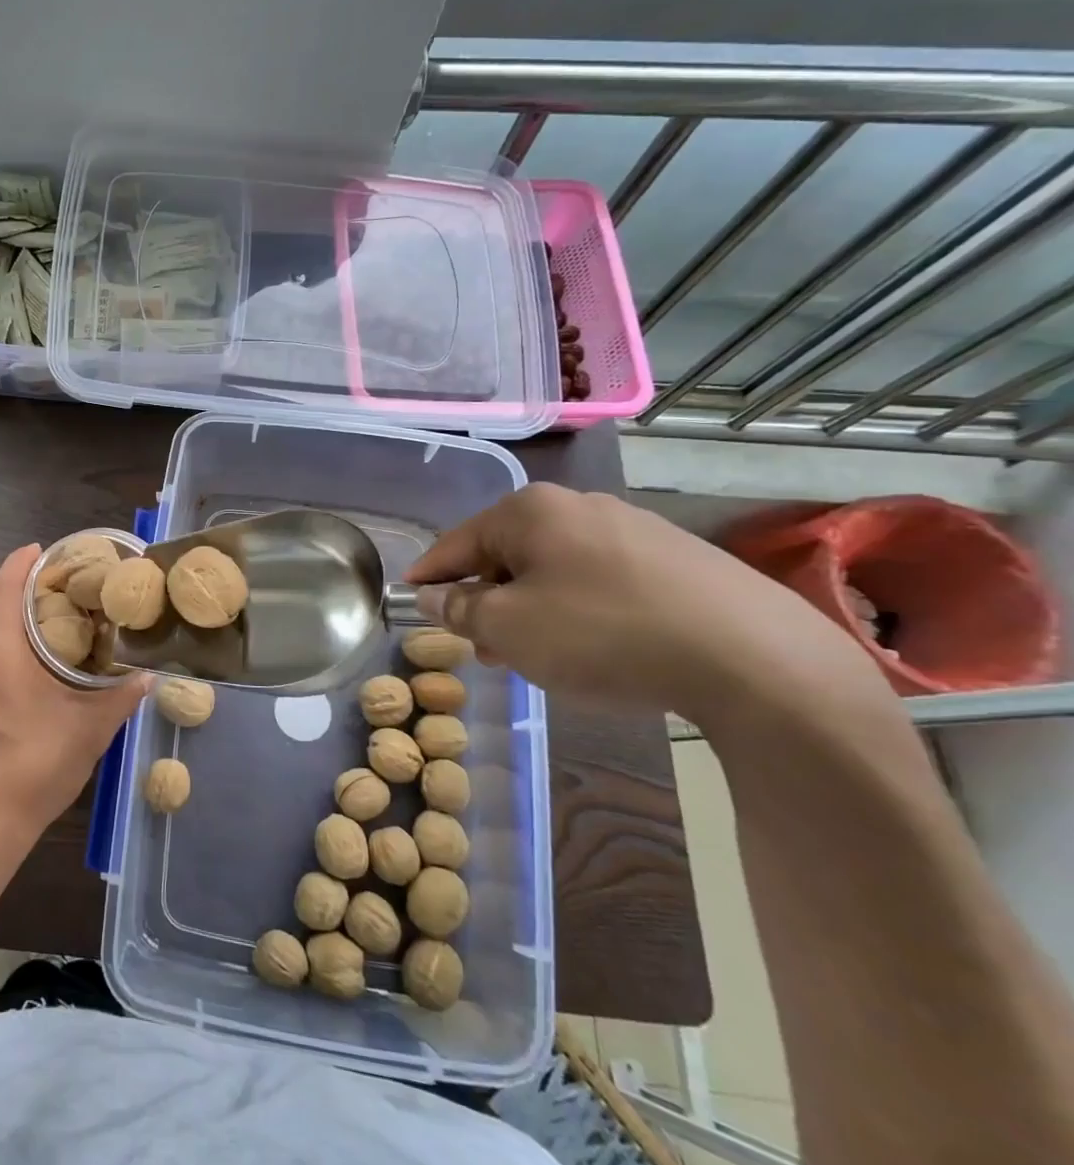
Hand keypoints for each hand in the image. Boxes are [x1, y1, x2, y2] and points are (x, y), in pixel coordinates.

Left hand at [0, 545, 150, 851]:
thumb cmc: (38, 769)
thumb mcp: (90, 731)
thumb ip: (121, 696)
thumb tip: (148, 675)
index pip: (4, 590)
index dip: (21, 564)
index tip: (43, 549)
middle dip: (15, 584)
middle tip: (51, 578)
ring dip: (3, 612)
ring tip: (39, 611)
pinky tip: (18, 654)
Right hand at [405, 483, 891, 726]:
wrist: (754, 659)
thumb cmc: (602, 634)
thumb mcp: (507, 628)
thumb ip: (459, 609)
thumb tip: (434, 597)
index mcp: (529, 510)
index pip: (455, 543)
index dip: (429, 576)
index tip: (411, 601)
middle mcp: (578, 505)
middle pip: (507, 553)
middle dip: (487, 599)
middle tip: (482, 647)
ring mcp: (633, 527)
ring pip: (554, 568)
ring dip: (532, 607)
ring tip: (538, 656)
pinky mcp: (678, 557)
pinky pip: (601, 578)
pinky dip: (579, 608)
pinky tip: (596, 646)